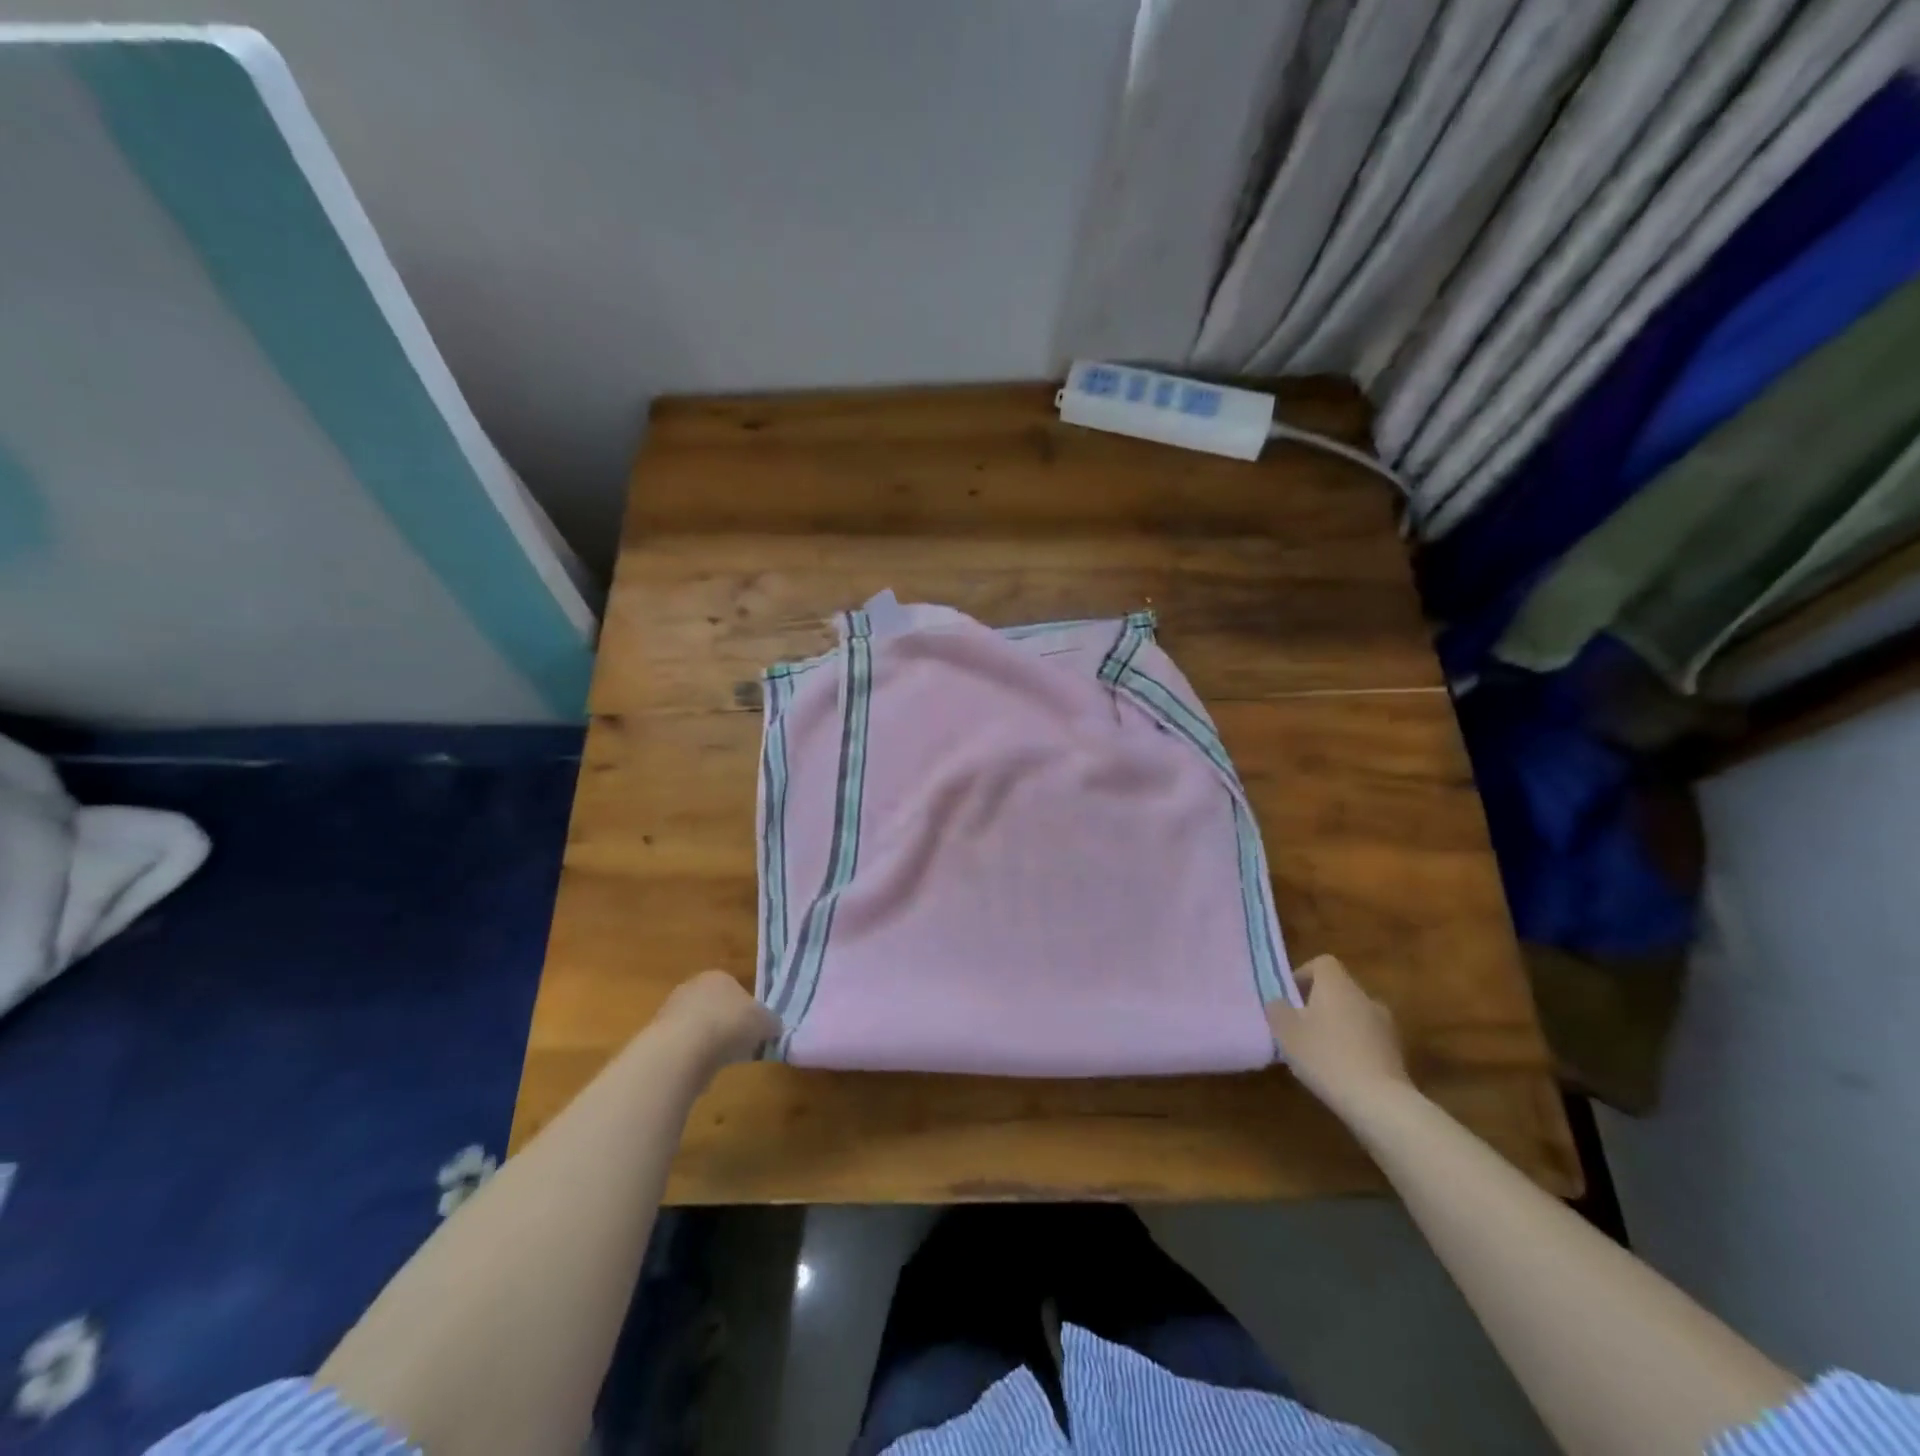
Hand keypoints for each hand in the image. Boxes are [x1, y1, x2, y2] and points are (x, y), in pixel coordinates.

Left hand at [656, 970, 782, 1069]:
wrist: (681, 1050)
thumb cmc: (729, 1025)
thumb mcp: (765, 1022)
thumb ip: (771, 1022)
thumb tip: (773, 1027)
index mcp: (718, 976)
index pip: (736, 990)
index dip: (748, 1012)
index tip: (754, 1032)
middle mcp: (691, 987)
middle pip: (714, 1008)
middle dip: (726, 1027)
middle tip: (739, 1048)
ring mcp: (669, 1011)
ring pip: (697, 1029)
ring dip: (707, 1044)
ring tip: (719, 1064)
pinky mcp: (655, 1038)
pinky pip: (682, 1049)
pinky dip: (691, 1060)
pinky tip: (699, 1072)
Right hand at [1266, 955, 1413, 1119]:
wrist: (1379, 1101)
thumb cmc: (1325, 1056)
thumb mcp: (1286, 1032)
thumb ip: (1277, 1010)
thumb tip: (1279, 1002)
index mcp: (1337, 985)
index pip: (1323, 963)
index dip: (1304, 974)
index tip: (1291, 997)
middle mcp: (1364, 997)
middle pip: (1339, 989)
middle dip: (1320, 1003)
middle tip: (1301, 1026)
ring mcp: (1385, 1025)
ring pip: (1355, 1014)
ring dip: (1339, 1025)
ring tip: (1321, 1051)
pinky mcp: (1396, 1052)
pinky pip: (1369, 1038)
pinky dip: (1355, 1046)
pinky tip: (1342, 1070)